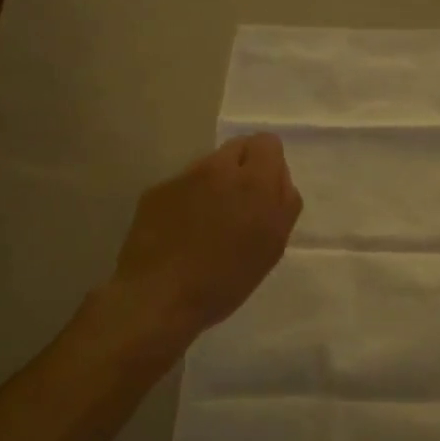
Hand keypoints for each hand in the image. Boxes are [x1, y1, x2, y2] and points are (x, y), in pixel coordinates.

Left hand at [113, 134, 302, 338]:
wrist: (158, 297)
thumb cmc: (225, 279)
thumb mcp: (272, 246)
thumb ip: (283, 203)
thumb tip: (278, 179)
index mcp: (253, 182)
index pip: (268, 142)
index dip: (270, 164)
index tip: (266, 193)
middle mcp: (218, 169)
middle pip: (238, 147)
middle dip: (244, 167)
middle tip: (241, 205)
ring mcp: (183, 178)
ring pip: (209, 165)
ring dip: (215, 183)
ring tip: (209, 223)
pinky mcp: (156, 191)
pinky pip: (183, 184)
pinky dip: (188, 199)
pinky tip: (182, 231)